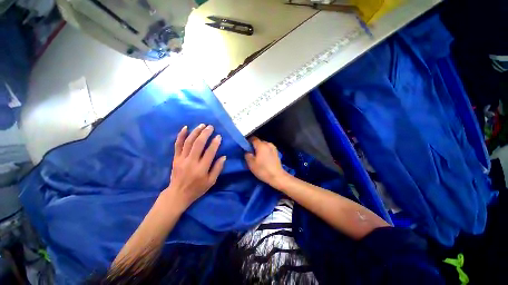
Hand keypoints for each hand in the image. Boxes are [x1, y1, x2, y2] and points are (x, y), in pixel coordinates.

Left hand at [163, 124, 225, 208]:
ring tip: (202, 125)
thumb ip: (217, 169)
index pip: (209, 152)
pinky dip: (181, 135)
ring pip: (188, 142)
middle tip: (211, 127)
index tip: (219, 136)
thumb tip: (223, 156)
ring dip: (195, 132)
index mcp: (201, 169)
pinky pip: (177, 145)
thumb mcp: (211, 182)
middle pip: (198, 144)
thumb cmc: (197, 188)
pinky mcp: (175, 158)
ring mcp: (181, 159)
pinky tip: (185, 127)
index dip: (215, 143)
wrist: (178, 194)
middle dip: (205, 133)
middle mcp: (191, 162)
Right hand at [245, 137, 288, 188]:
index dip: (248, 142)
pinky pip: (268, 149)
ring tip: (257, 157)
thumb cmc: (263, 170)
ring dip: (259, 149)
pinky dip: (264, 151)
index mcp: (261, 145)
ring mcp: (273, 147)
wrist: (277, 177)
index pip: (253, 138)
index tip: (245, 148)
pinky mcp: (276, 152)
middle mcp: (268, 144)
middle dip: (254, 146)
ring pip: (263, 145)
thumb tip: (247, 151)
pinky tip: (263, 159)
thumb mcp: (251, 163)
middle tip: (251, 154)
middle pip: (259, 142)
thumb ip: (247, 154)